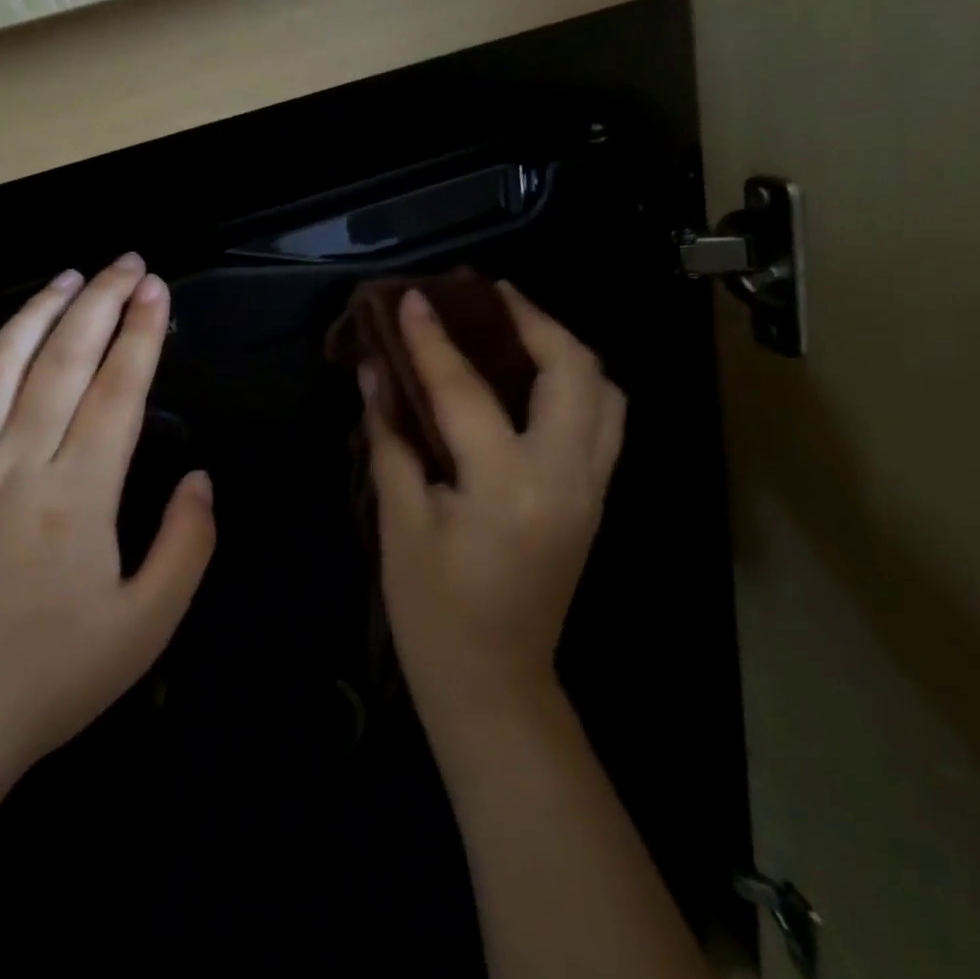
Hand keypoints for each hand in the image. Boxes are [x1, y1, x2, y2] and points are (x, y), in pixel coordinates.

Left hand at [0, 255, 215, 799]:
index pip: (116, 391)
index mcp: (77, 495)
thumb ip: (187, 543)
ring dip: (32, 317)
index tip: (158, 288)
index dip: (141, 334)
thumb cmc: (58, 675)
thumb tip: (200, 477)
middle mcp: (15, 467)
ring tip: (65, 280)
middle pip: (60, 362)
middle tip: (126, 263)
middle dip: (99, 304)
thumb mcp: (149, 623)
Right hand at [362, 283, 624, 725]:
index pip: (465, 391)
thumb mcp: (400, 522)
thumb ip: (391, 439)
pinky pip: (605, 422)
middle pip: (573, 370)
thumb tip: (373, 371)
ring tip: (519, 327)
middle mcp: (565, 477)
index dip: (433, 340)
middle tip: (489, 296)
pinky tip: (536, 380)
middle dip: (534, 320)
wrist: (494, 682)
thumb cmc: (433, 611)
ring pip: (606, 392)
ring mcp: (592, 488)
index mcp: (507, 487)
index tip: (413, 297)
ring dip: (566, 348)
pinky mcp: (596, 499)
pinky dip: (579, 385)